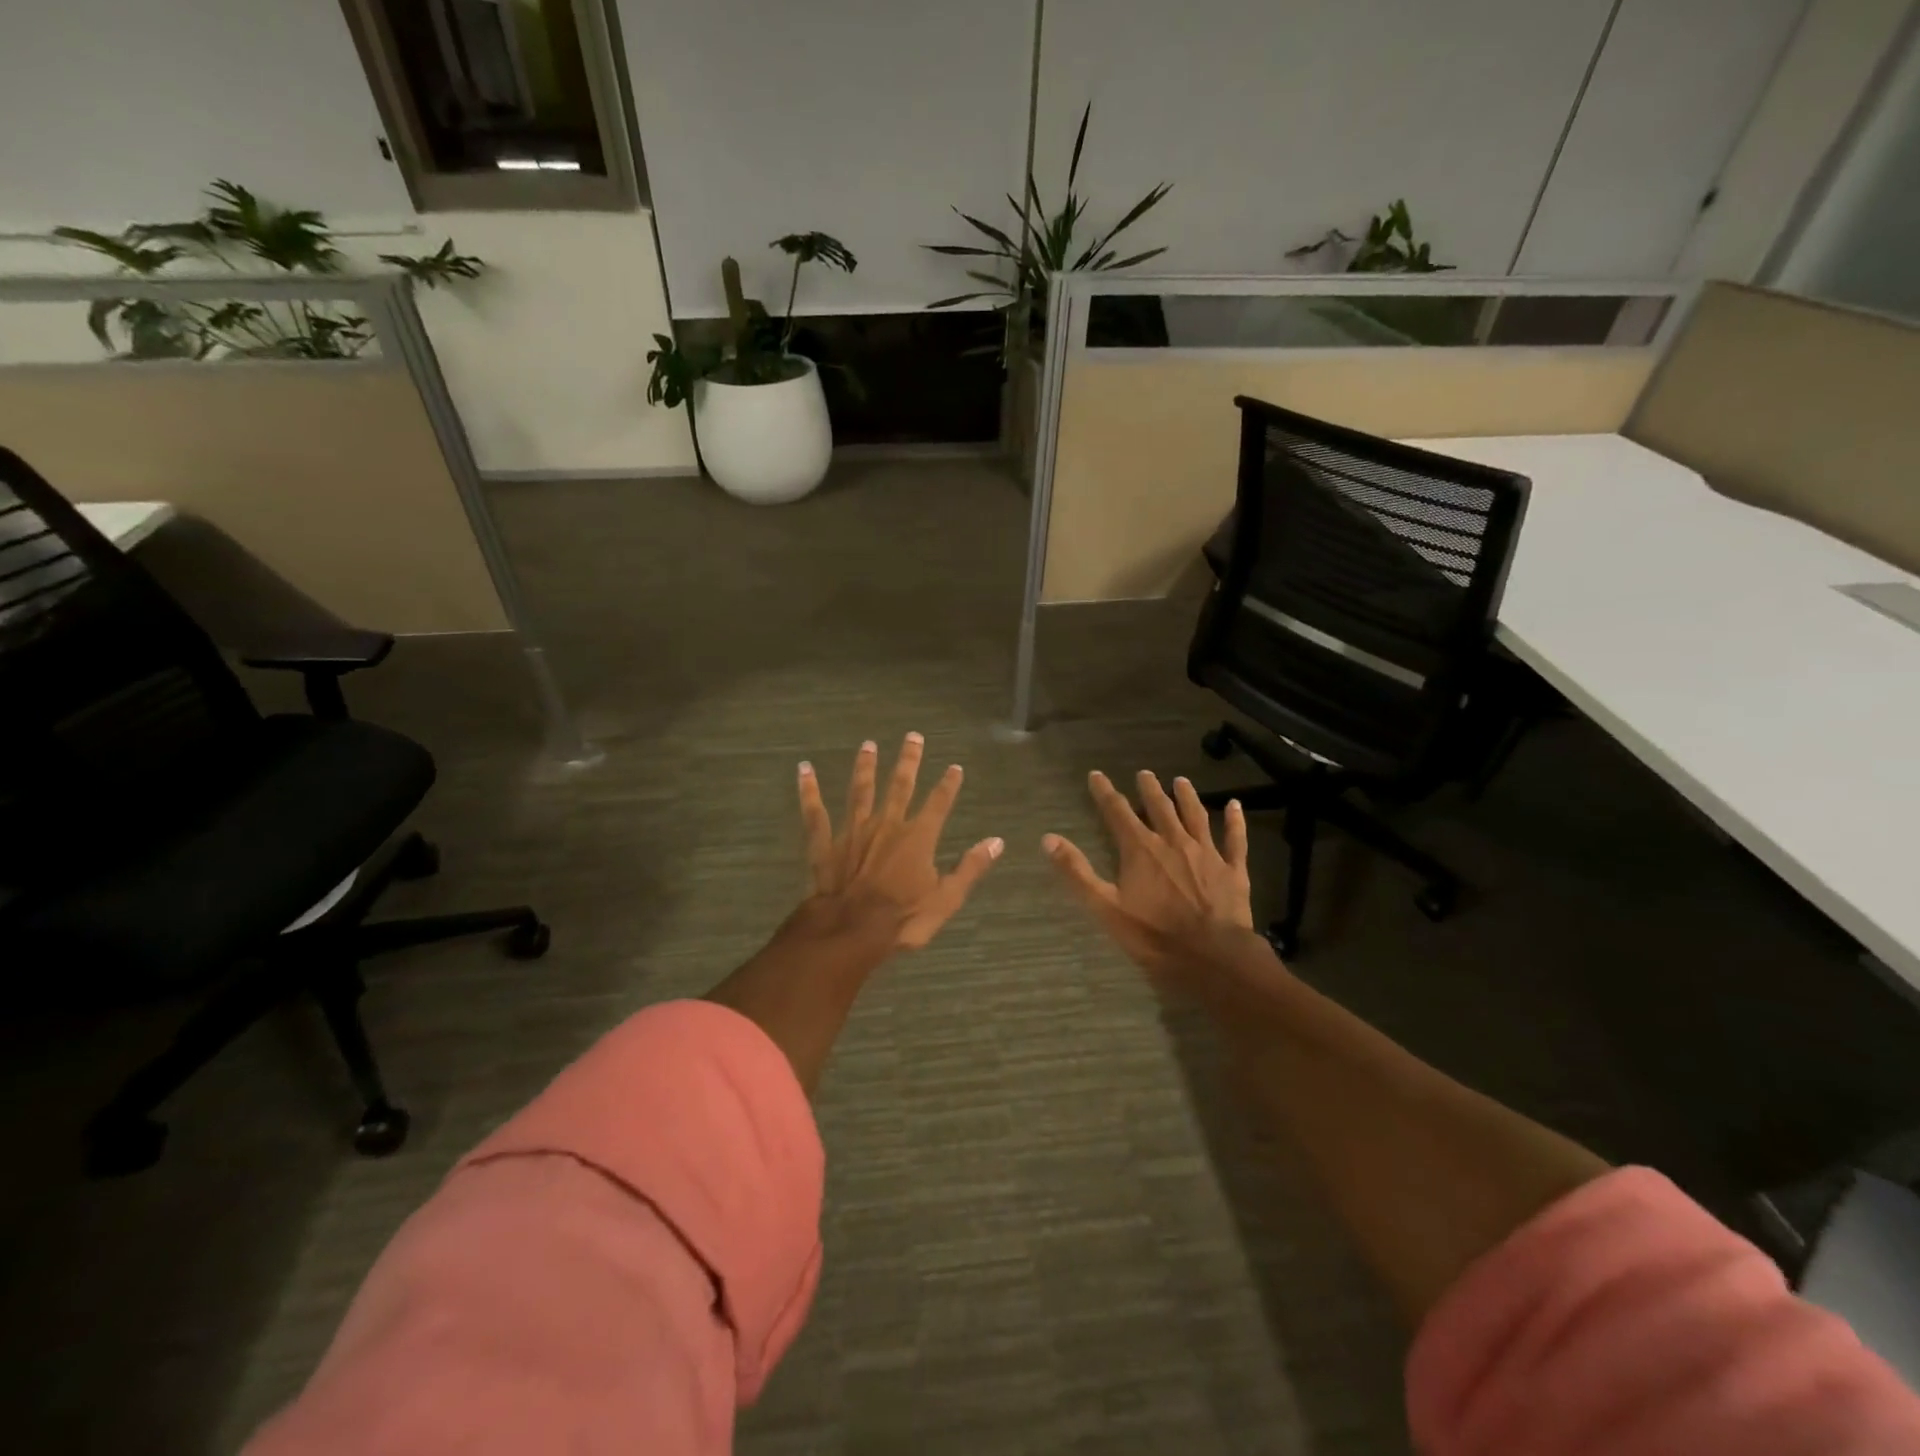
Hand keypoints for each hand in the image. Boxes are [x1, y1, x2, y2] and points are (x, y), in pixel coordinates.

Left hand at [797, 733, 1003, 949]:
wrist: (850, 931)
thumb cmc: (903, 919)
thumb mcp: (947, 899)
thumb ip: (970, 868)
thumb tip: (997, 842)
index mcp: (918, 837)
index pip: (939, 803)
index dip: (948, 785)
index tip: (954, 767)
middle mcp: (886, 825)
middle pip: (900, 786)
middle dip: (908, 761)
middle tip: (913, 736)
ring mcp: (853, 831)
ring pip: (860, 791)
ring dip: (865, 767)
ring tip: (868, 745)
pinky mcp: (825, 843)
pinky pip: (815, 813)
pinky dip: (809, 791)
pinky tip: (804, 770)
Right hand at [1044, 770, 1256, 977]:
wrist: (1212, 956)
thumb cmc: (1154, 935)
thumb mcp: (1106, 907)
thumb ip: (1077, 872)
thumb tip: (1048, 839)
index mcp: (1141, 849)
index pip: (1117, 812)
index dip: (1105, 792)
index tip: (1096, 775)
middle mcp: (1173, 841)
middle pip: (1159, 807)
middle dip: (1149, 789)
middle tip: (1144, 773)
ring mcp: (1206, 853)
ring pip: (1195, 816)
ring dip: (1187, 797)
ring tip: (1181, 781)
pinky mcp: (1232, 869)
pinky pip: (1235, 839)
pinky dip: (1235, 820)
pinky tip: (1236, 805)